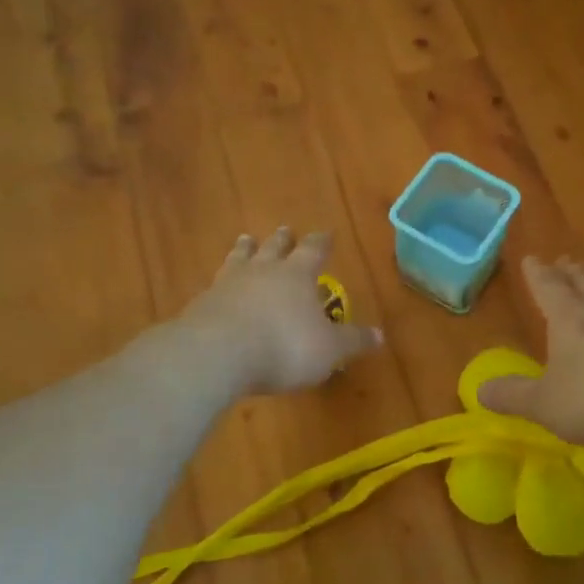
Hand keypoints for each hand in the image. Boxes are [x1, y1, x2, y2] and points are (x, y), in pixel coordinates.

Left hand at [183, 227, 382, 395]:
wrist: (218, 354)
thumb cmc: (285, 347)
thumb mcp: (329, 349)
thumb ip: (352, 340)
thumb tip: (380, 335)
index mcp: (297, 275)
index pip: (313, 250)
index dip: (321, 242)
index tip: (326, 232)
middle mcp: (263, 271)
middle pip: (274, 248)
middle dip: (282, 240)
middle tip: (285, 230)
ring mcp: (228, 284)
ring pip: (240, 258)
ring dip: (245, 249)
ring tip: (246, 240)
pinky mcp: (203, 303)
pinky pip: (216, 285)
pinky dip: (222, 282)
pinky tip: (218, 287)